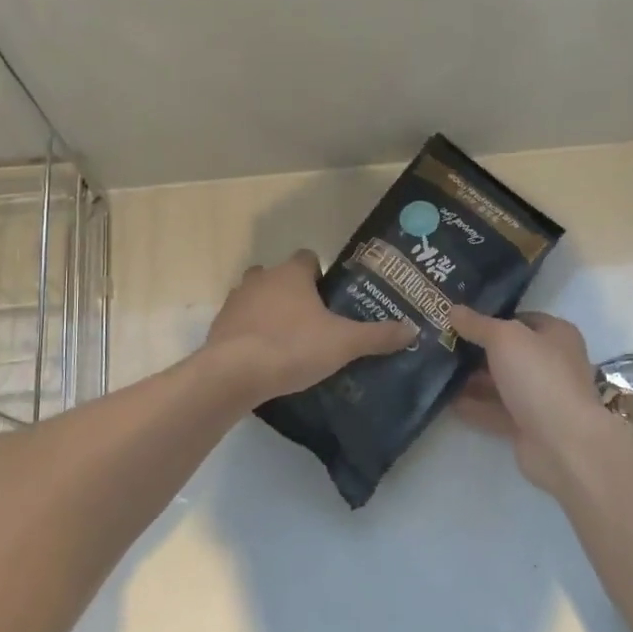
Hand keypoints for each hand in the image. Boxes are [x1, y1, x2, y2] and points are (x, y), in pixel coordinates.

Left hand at [207, 251, 412, 404]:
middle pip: (279, 276)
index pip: (308, 258)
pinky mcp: (219, 326)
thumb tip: (413, 329)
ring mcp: (236, 301)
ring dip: (269, 311)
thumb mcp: (344, 343)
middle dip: (293, 292)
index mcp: (291, 273)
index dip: (321, 274)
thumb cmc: (293, 347)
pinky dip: (252, 333)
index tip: (332, 297)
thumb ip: (378, 335)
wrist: (235, 373)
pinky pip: (240, 323)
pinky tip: (265, 356)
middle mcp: (261, 278)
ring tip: (289, 339)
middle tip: (313, 320)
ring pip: (256, 297)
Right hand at [450, 308, 605, 494]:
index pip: (521, 319)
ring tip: (437, 370)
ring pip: (501, 383)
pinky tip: (446, 400)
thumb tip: (453, 309)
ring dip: (472, 379)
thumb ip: (478, 324)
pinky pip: (496, 410)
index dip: (492, 316)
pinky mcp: (528, 426)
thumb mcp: (504, 338)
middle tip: (442, 342)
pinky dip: (474, 406)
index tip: (459, 318)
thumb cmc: (538, 376)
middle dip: (477, 349)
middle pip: (509, 352)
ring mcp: (541, 397)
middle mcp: (552, 363)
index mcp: (556, 335)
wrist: (562, 443)